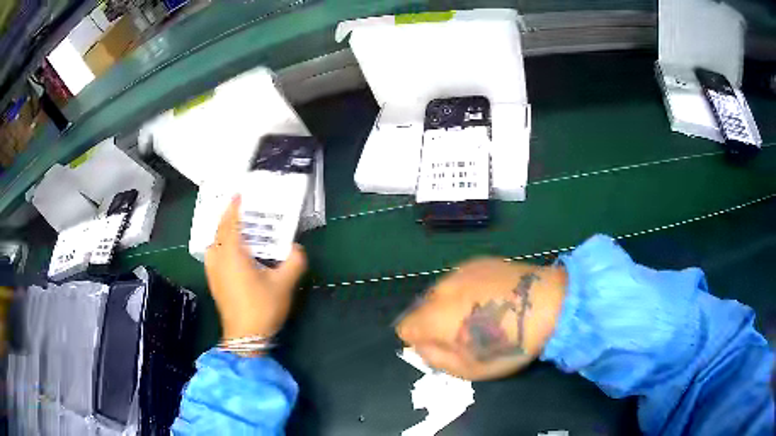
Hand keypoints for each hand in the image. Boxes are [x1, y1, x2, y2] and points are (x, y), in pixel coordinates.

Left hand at [204, 196, 306, 343]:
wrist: (245, 337)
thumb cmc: (262, 308)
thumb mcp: (284, 284)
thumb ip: (294, 261)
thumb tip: (297, 247)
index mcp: (233, 254)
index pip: (230, 223)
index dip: (233, 207)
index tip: (239, 195)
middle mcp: (219, 259)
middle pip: (219, 231)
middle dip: (227, 218)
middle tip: (241, 211)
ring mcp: (213, 272)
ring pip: (213, 244)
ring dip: (222, 232)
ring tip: (236, 230)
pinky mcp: (214, 282)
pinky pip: (213, 255)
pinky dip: (219, 246)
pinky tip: (231, 254)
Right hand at [396, 258, 566, 379]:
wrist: (548, 303)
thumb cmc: (510, 344)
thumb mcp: (469, 369)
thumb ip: (435, 358)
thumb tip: (420, 346)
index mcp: (434, 317)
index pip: (404, 327)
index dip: (419, 340)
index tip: (442, 346)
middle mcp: (441, 289)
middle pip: (422, 308)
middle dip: (435, 322)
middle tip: (464, 332)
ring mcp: (460, 271)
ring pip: (441, 292)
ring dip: (451, 305)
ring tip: (482, 313)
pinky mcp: (478, 261)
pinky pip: (461, 279)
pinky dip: (467, 290)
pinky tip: (492, 297)